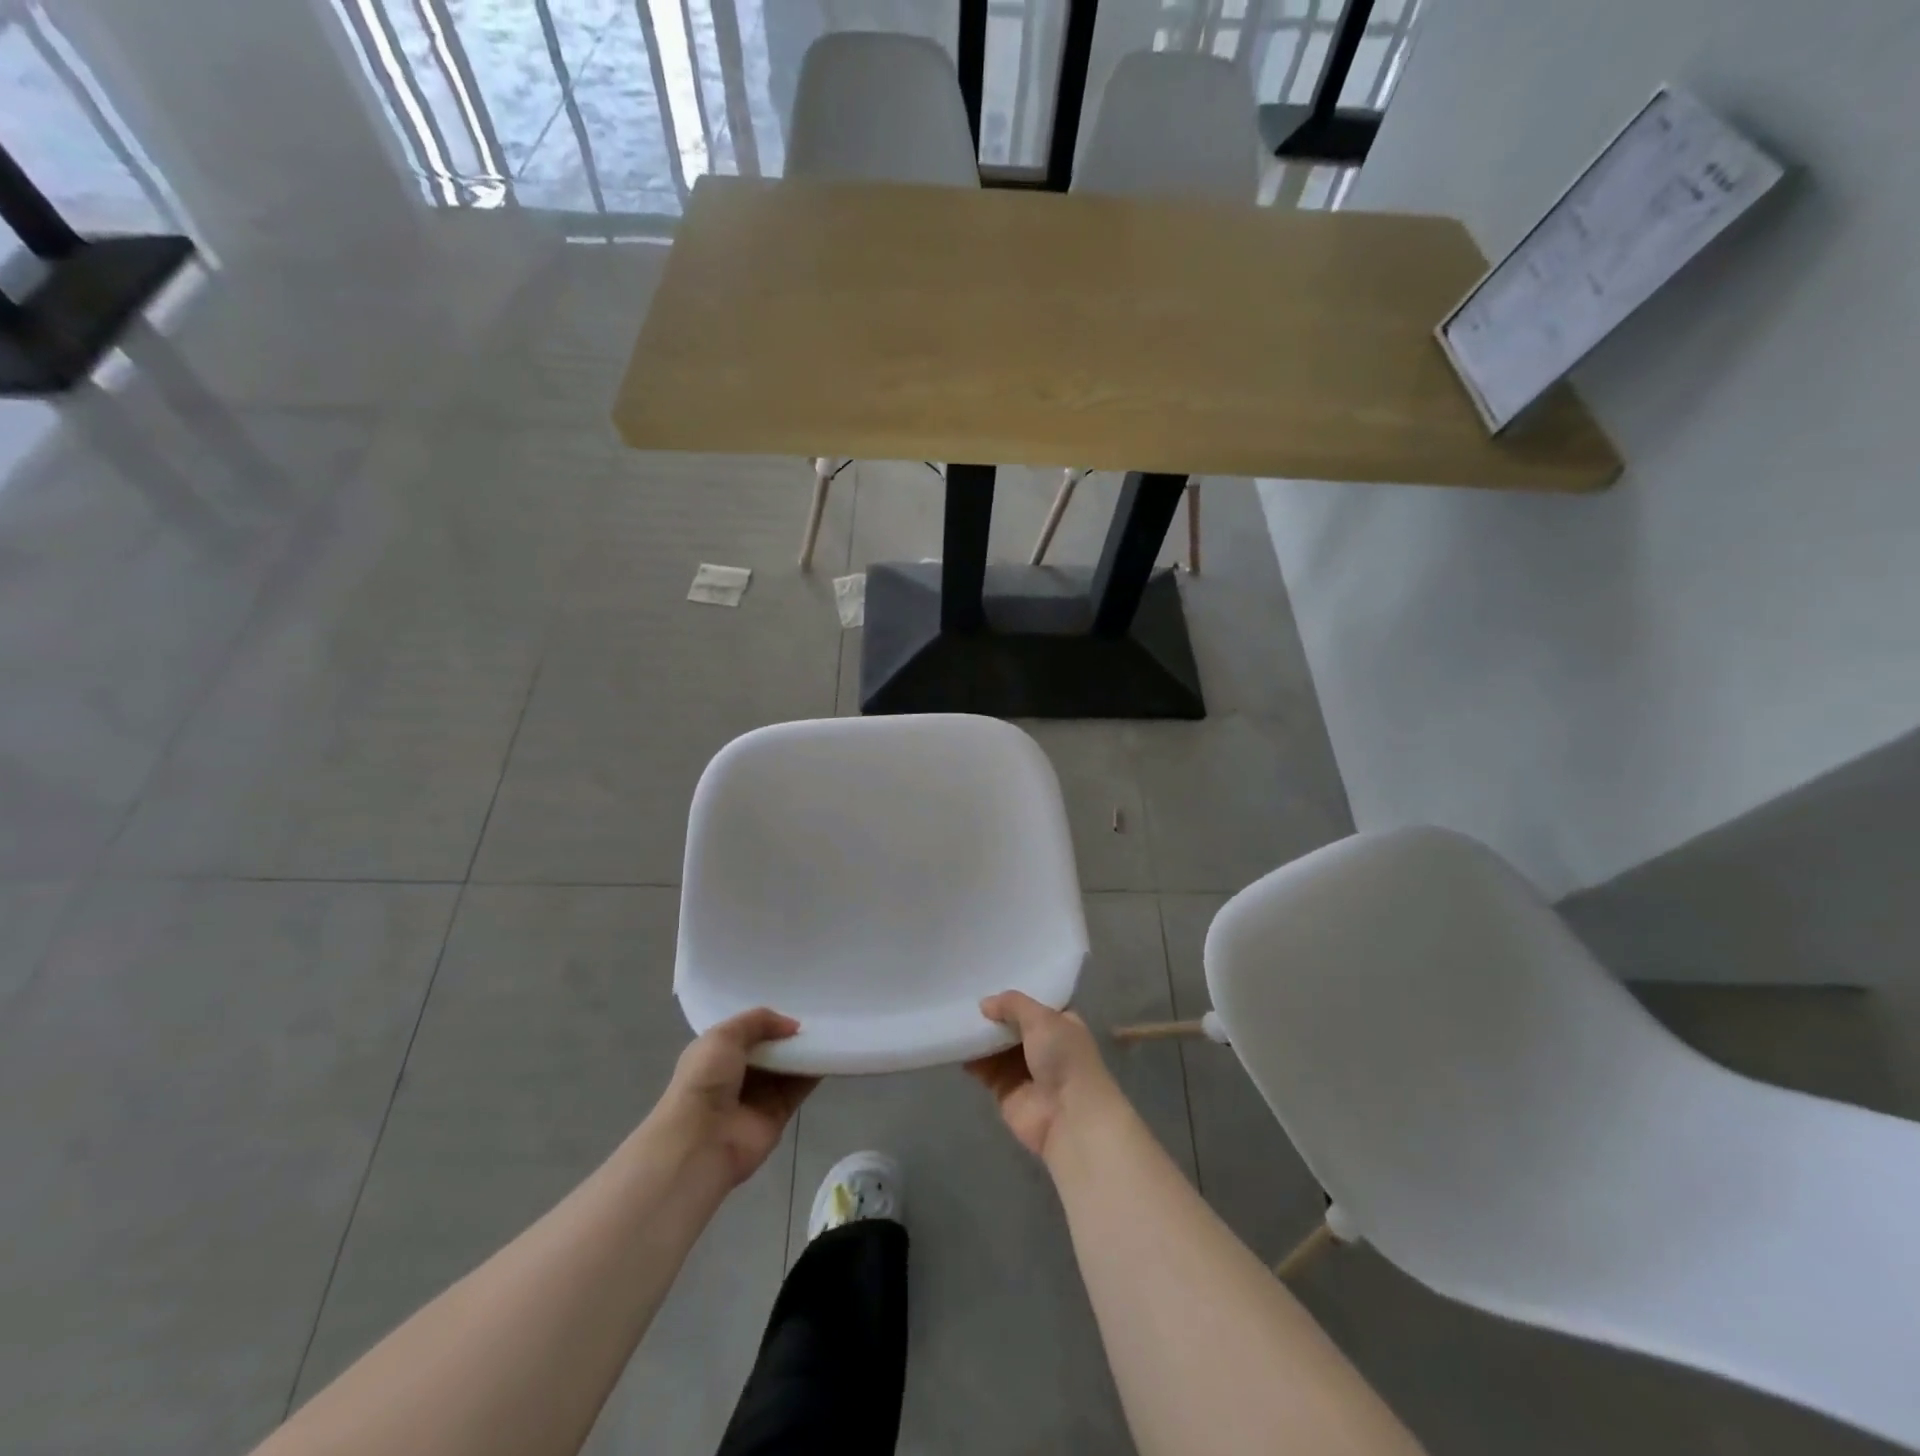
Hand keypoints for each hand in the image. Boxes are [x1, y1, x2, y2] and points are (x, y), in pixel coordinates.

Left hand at [659, 1009, 817, 1187]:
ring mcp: (758, 1096)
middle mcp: (737, 1075)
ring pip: (788, 1067)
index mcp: (717, 1055)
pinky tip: (830, 1053)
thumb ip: (758, 1021)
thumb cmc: (705, 1080)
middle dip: (789, 1035)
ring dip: (805, 1051)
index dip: (767, 1021)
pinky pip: (800, 1088)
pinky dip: (815, 1072)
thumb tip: (792, 1026)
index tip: (792, 1005)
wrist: (702, 1139)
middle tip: (817, 1015)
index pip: (746, 1033)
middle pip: (771, 1049)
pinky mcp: (778, 1114)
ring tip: (829, 1029)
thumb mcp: (724, 1035)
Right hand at [965, 991, 1126, 1162]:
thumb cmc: (1064, 1058)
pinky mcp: (1006, 1091)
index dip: (1015, 996)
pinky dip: (971, 1059)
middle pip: (1012, 1025)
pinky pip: (984, 1070)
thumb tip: (985, 1004)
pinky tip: (954, 1044)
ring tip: (954, 1017)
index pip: (1035, 1003)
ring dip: (979, 1036)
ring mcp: (1025, 1070)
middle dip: (992, 1015)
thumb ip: (1013, 1004)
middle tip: (963, 996)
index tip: (988, 980)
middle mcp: (1044, 1046)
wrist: (1069, 1117)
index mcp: (1061, 1024)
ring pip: (996, 1047)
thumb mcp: (1042, 1018)